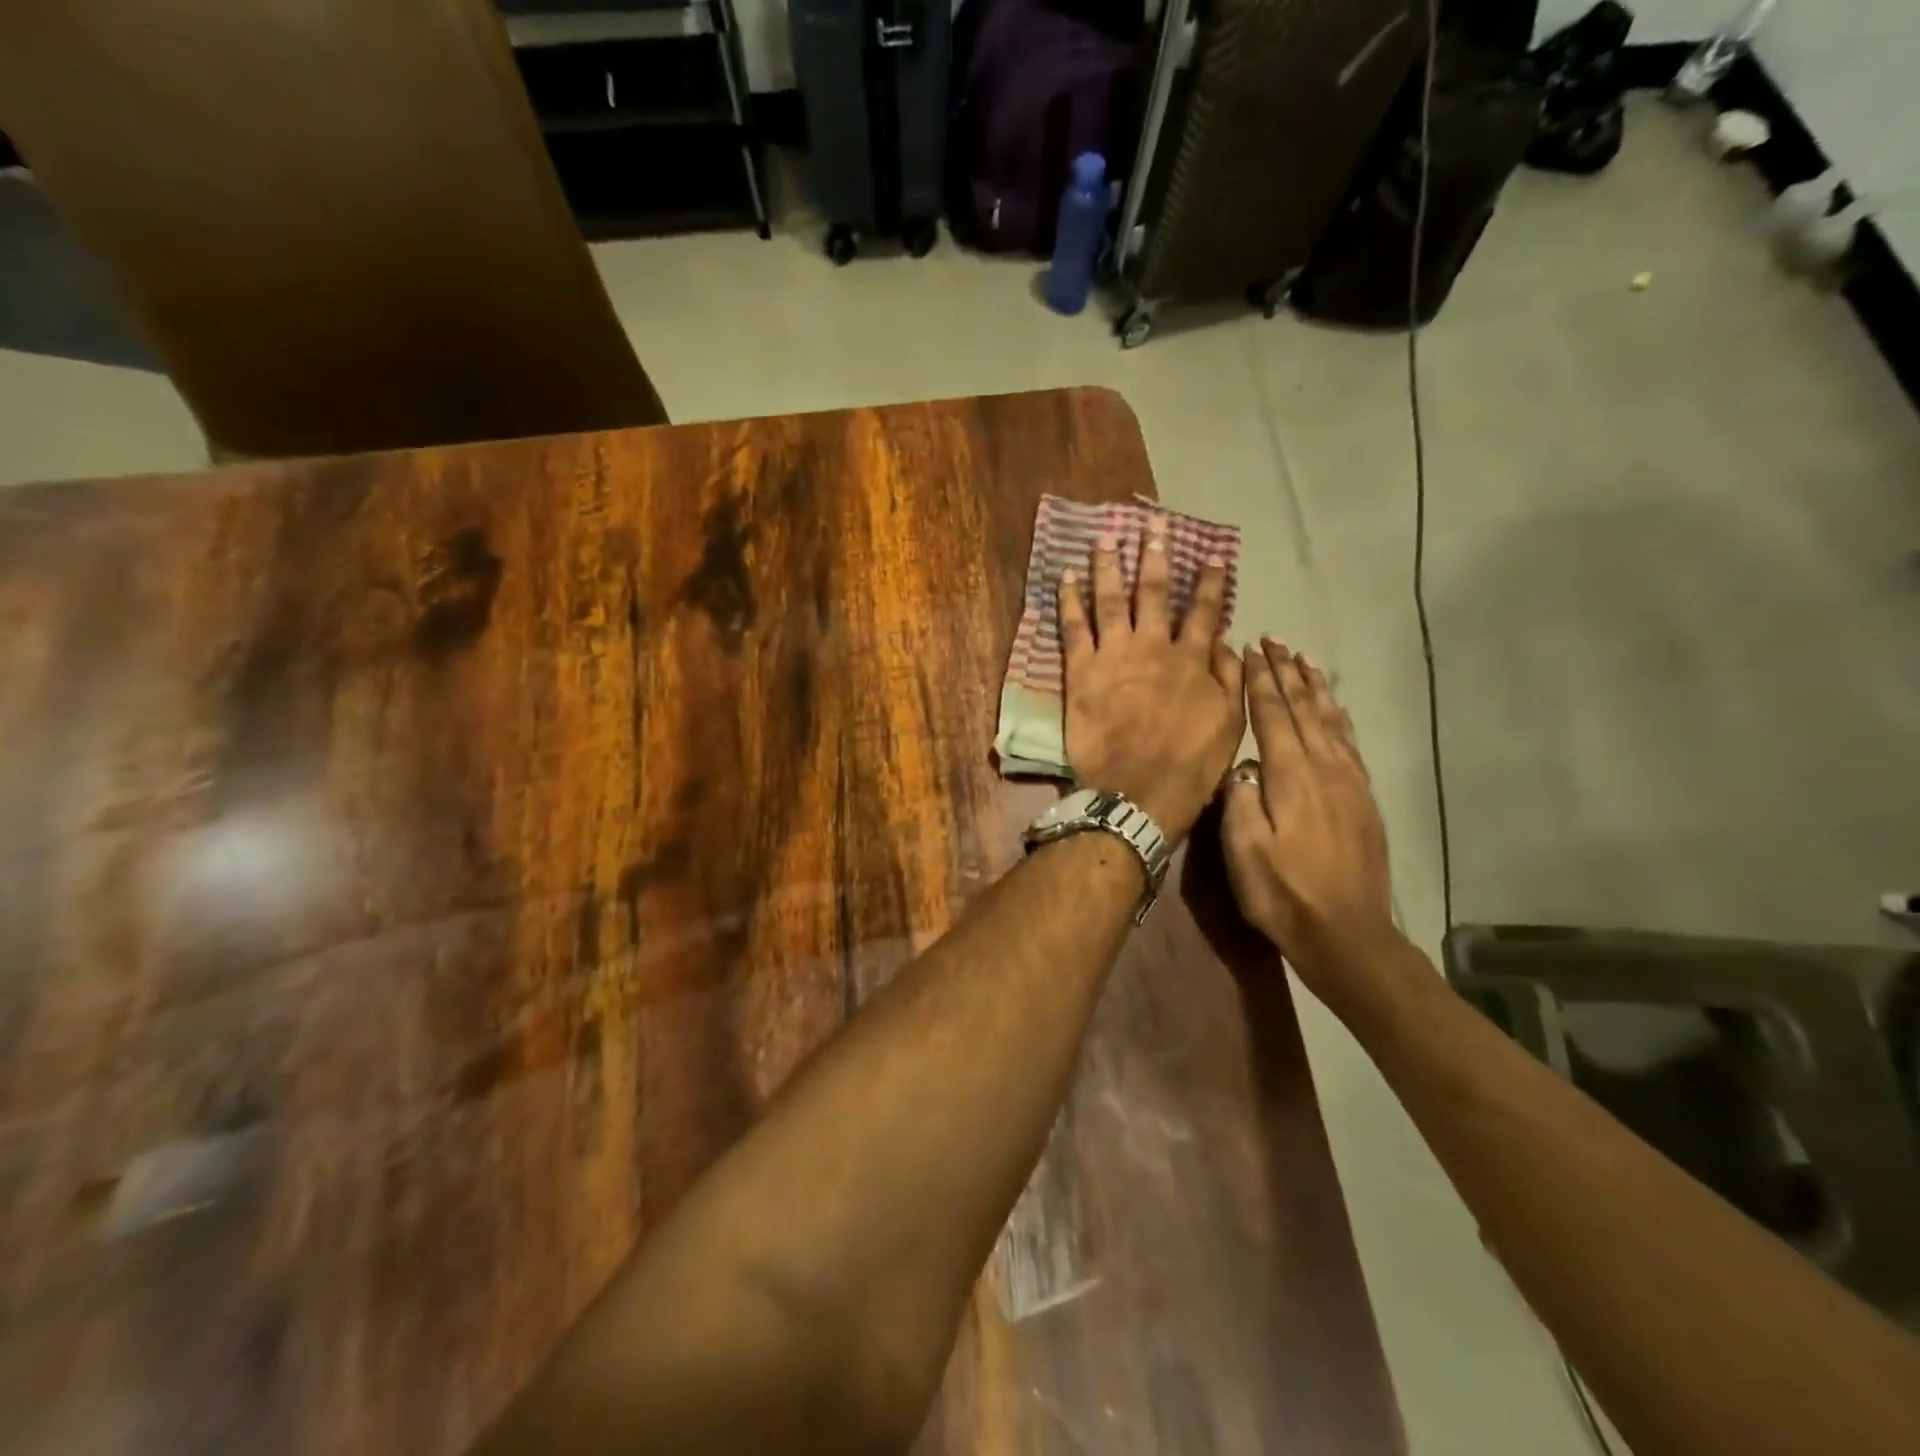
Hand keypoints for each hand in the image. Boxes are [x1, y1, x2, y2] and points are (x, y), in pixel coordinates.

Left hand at [1060, 518, 1243, 843]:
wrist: (1138, 791)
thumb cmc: (1189, 765)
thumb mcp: (1230, 724)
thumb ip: (1230, 679)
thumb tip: (1227, 642)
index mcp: (1191, 660)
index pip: (1204, 611)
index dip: (1208, 581)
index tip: (1210, 554)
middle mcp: (1154, 647)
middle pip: (1153, 592)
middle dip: (1154, 555)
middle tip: (1151, 525)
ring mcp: (1114, 655)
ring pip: (1111, 599)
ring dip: (1108, 565)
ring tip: (1105, 536)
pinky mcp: (1081, 671)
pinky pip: (1073, 627)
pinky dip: (1068, 599)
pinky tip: (1064, 575)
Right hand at [1220, 639, 1399, 994]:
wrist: (1346, 934)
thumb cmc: (1284, 893)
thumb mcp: (1245, 850)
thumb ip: (1239, 800)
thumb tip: (1239, 765)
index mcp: (1292, 777)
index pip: (1273, 716)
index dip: (1260, 681)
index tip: (1249, 650)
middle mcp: (1325, 770)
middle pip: (1305, 709)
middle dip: (1286, 672)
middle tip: (1274, 640)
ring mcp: (1350, 784)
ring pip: (1331, 721)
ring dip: (1315, 688)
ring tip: (1303, 660)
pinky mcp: (1363, 800)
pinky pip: (1350, 744)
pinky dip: (1339, 717)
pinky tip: (1334, 709)